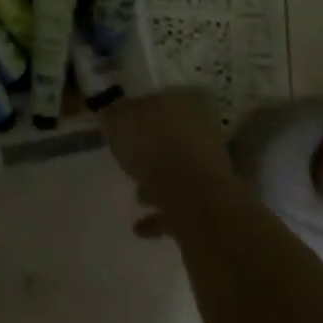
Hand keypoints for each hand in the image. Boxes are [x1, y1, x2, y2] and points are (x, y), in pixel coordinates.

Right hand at [101, 86, 237, 238]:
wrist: (194, 199)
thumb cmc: (155, 146)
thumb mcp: (119, 120)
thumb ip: (113, 114)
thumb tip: (110, 112)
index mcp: (187, 99)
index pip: (162, 95)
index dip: (140, 107)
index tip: (123, 120)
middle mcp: (204, 128)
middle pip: (172, 133)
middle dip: (151, 146)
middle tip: (128, 155)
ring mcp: (211, 165)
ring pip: (178, 168)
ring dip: (158, 180)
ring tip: (136, 194)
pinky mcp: (212, 200)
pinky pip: (181, 202)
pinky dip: (162, 213)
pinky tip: (139, 226)